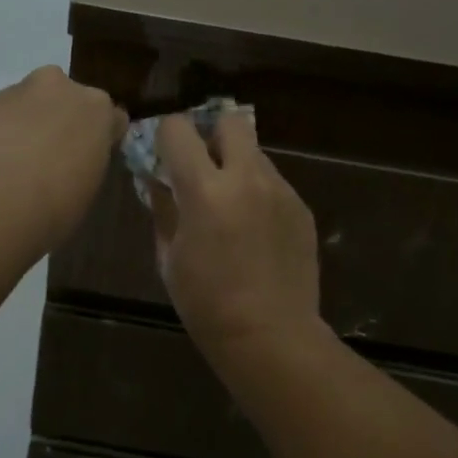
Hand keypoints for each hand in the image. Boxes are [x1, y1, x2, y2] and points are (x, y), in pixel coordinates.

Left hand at [0, 67, 125, 250]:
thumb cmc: (55, 203)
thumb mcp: (87, 191)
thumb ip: (85, 165)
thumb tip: (74, 166)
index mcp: (97, 108)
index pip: (111, 118)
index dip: (101, 140)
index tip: (90, 161)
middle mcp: (59, 88)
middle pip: (67, 100)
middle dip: (61, 121)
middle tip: (52, 159)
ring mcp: (17, 92)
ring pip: (29, 105)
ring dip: (27, 125)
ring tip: (15, 166)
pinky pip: (0, 118)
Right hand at [149, 110, 323, 357]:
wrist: (270, 335)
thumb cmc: (206, 302)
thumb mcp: (169, 256)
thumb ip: (162, 208)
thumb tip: (156, 180)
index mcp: (205, 190)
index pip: (179, 129)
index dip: (165, 136)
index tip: (162, 155)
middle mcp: (247, 178)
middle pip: (230, 122)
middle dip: (210, 134)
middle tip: (201, 166)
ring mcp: (280, 191)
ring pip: (255, 153)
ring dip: (236, 164)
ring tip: (229, 204)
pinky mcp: (301, 208)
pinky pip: (273, 182)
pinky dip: (257, 192)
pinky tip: (254, 229)